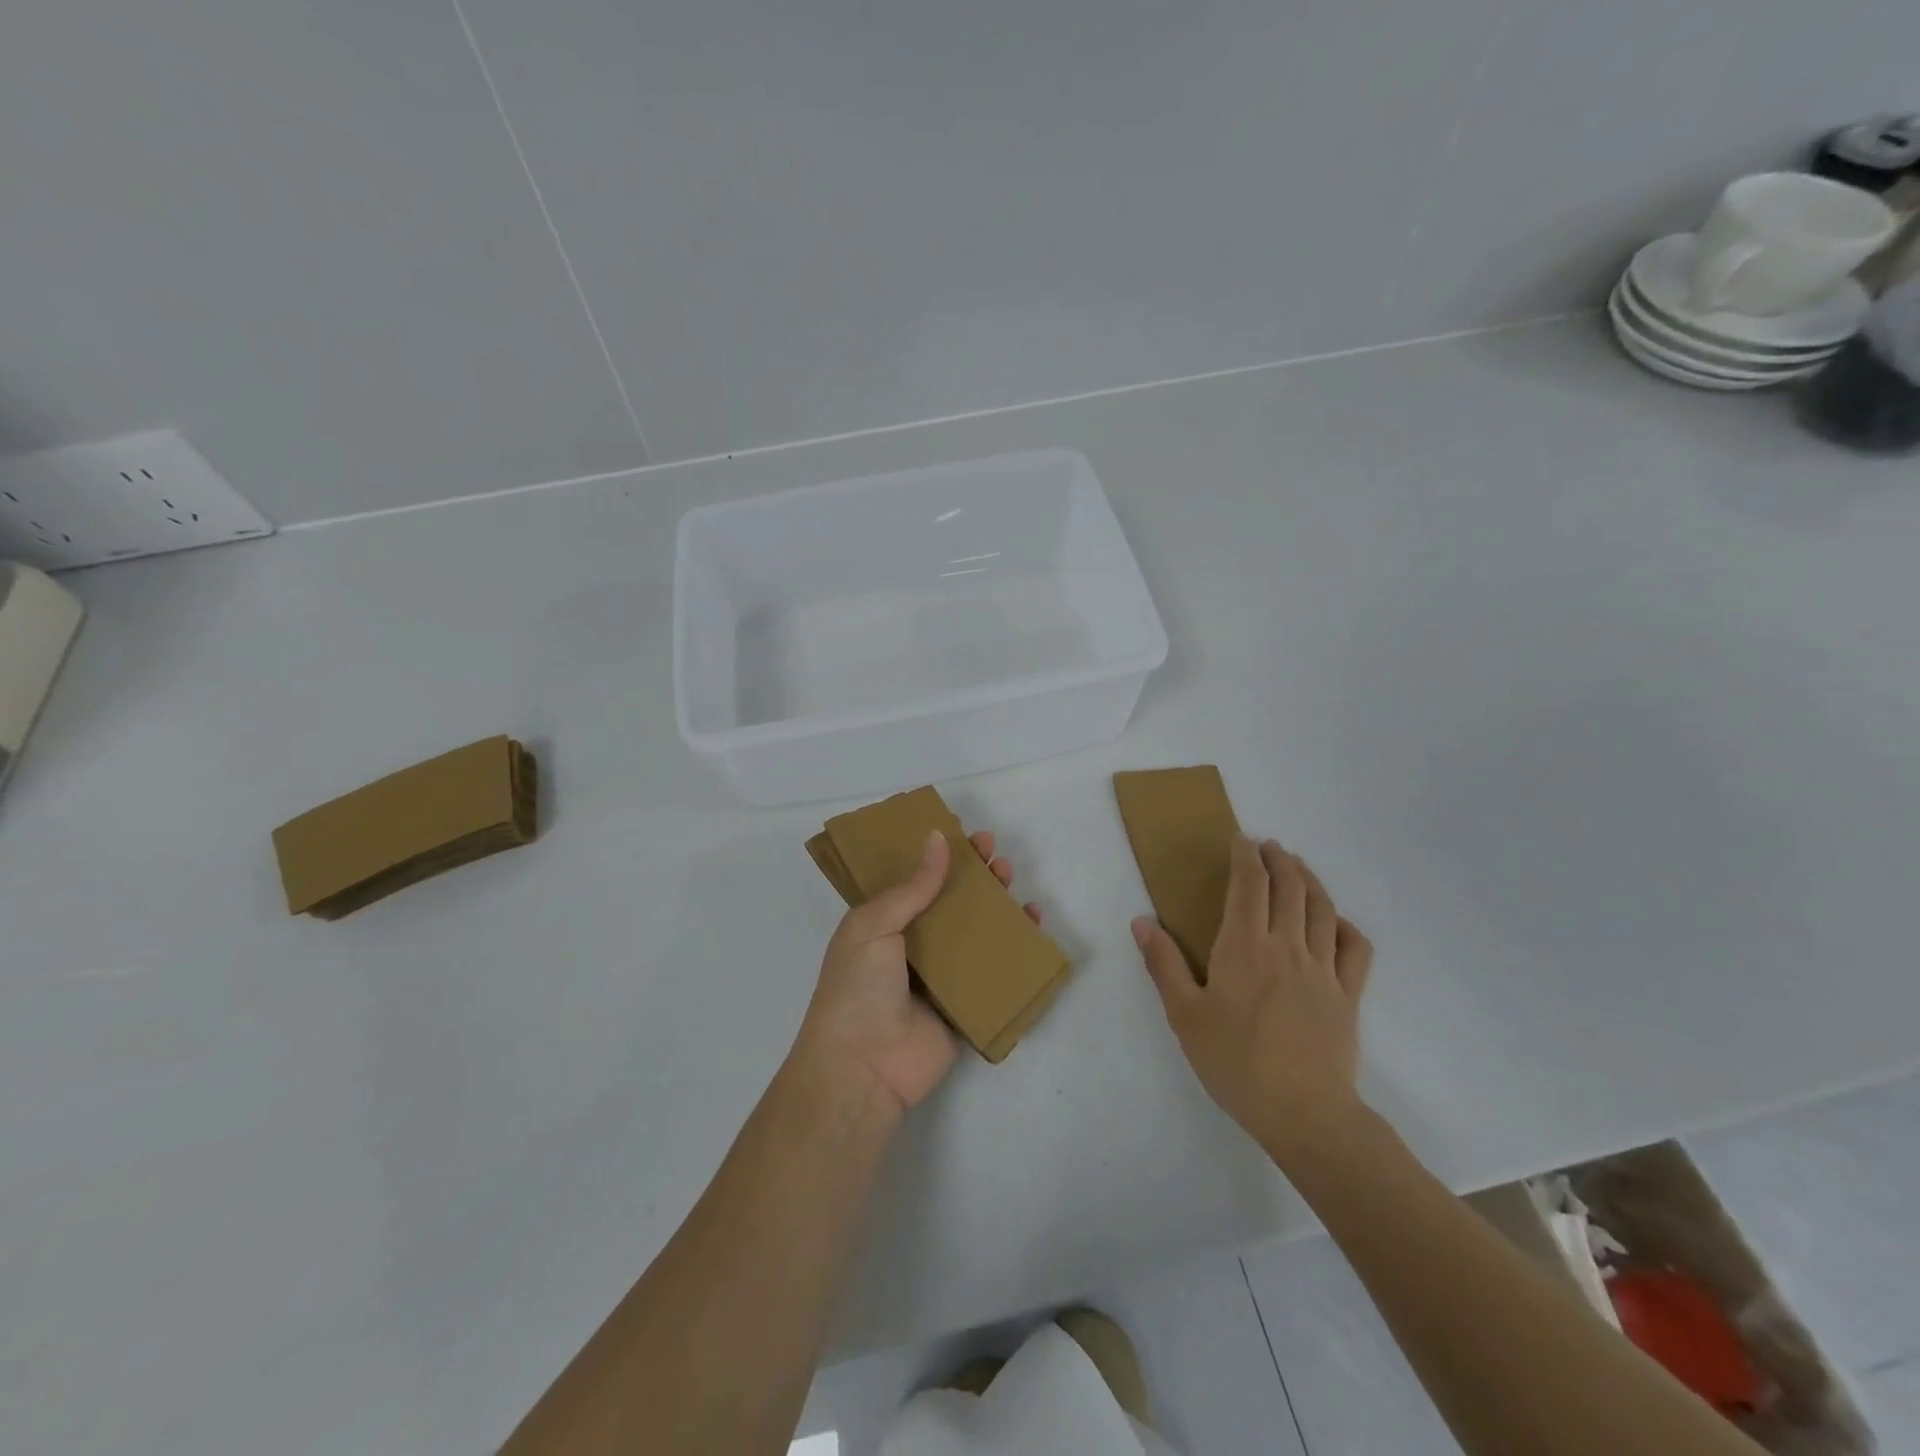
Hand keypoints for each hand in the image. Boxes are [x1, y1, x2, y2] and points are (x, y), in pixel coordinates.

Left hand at [792, 829, 1040, 1121]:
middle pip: (950, 903)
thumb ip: (912, 887)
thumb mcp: (874, 925)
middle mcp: (913, 946)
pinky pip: (994, 972)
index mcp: (883, 925)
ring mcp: (941, 977)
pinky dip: (1015, 948)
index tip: (962, 832)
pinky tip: (1032, 923)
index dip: (937, 857)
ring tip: (1011, 877)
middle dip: (972, 875)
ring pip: (975, 932)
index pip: (915, 881)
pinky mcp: (965, 1006)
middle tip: (993, 850)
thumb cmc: (857, 987)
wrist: (863, 1067)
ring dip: (995, 903)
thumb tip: (937, 838)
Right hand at [1132, 836, 1372, 1162]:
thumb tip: (1141, 922)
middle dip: (1279, 859)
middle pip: (1290, 886)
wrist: (1303, 1113)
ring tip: (1298, 868)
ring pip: (1322, 908)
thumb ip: (1164, 964)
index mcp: (1244, 946)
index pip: (1249, 884)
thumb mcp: (1184, 1015)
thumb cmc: (1235, 1062)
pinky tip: (1335, 923)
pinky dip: (1345, 925)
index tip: (1240, 840)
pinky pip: (1355, 947)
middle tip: (1269, 847)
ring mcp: (1324, 969)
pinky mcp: (1349, 994)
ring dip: (1310, 880)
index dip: (1245, 856)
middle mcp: (1287, 945)